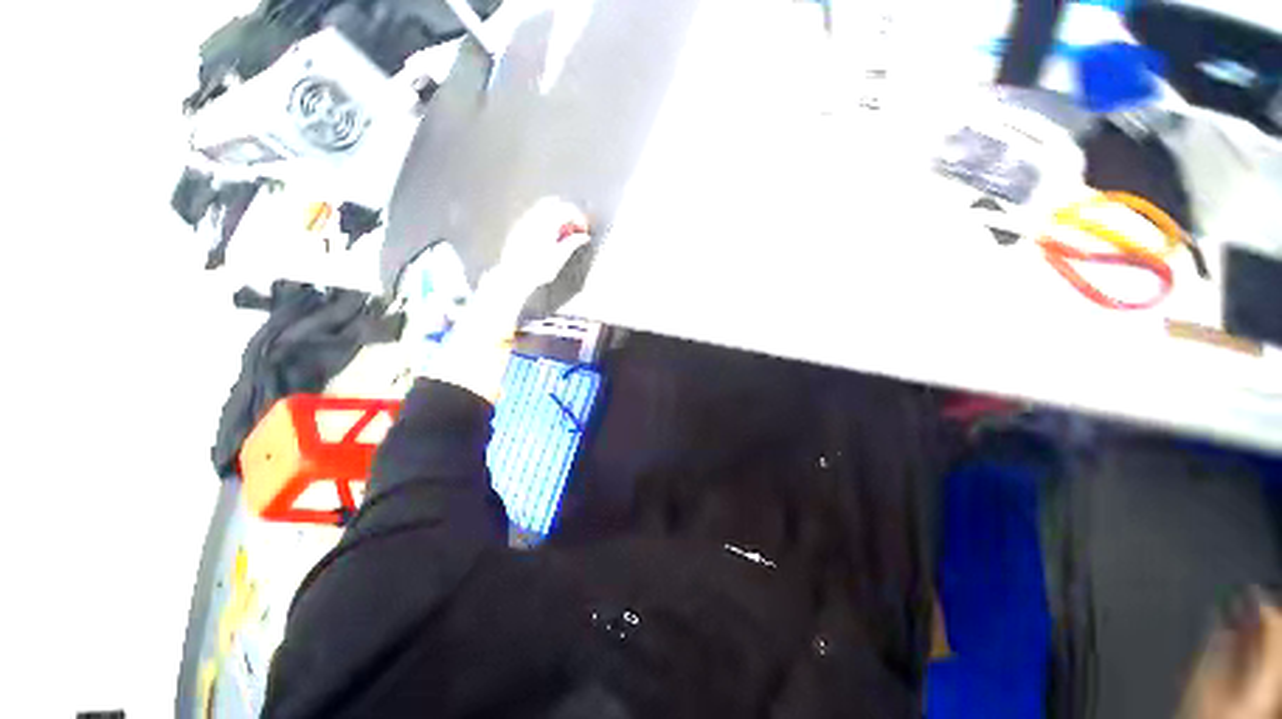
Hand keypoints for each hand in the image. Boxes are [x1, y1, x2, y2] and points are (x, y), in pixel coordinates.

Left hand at [488, 197, 590, 295]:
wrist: (514, 276)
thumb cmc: (536, 269)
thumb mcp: (560, 257)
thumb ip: (572, 243)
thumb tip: (583, 237)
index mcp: (547, 223)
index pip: (568, 210)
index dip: (579, 218)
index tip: (583, 229)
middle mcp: (535, 217)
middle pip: (556, 204)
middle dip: (568, 213)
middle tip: (574, 228)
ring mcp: (524, 220)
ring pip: (543, 207)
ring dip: (556, 215)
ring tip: (562, 232)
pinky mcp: (518, 227)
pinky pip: (534, 215)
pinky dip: (545, 219)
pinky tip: (548, 234)